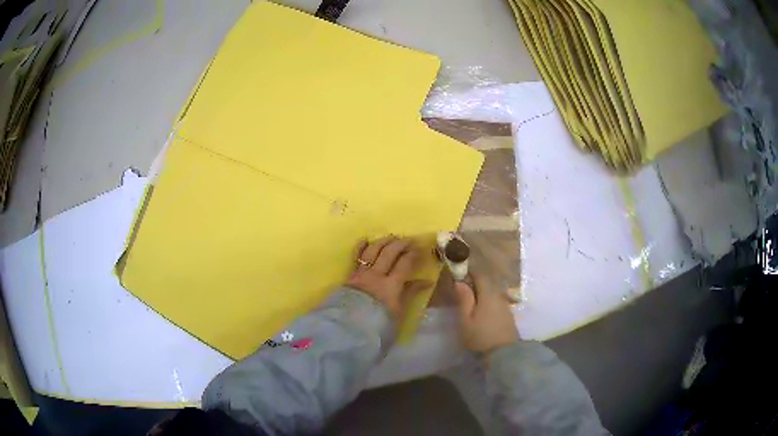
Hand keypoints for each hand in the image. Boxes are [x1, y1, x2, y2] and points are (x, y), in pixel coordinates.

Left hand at [346, 236, 431, 319]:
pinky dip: (361, 248)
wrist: (348, 332)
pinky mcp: (350, 277)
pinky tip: (365, 240)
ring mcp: (361, 274)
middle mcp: (376, 275)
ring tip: (391, 238)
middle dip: (400, 244)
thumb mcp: (399, 314)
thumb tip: (425, 281)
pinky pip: (356, 257)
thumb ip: (410, 295)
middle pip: (389, 253)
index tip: (419, 248)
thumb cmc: (378, 327)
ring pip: (373, 251)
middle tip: (408, 239)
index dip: (412, 254)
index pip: (404, 264)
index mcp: (391, 286)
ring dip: (383, 242)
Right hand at [454, 273, 518, 354]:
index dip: (470, 272)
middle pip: (487, 283)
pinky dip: (488, 301)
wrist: (503, 353)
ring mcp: (505, 304)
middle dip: (475, 282)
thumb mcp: (466, 320)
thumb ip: (464, 299)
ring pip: (492, 292)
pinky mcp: (508, 314)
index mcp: (488, 294)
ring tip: (471, 301)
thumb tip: (460, 282)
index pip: (480, 275)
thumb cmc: (480, 336)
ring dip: (482, 292)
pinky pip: (496, 301)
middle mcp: (499, 295)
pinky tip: (482, 310)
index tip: (459, 274)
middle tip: (463, 288)